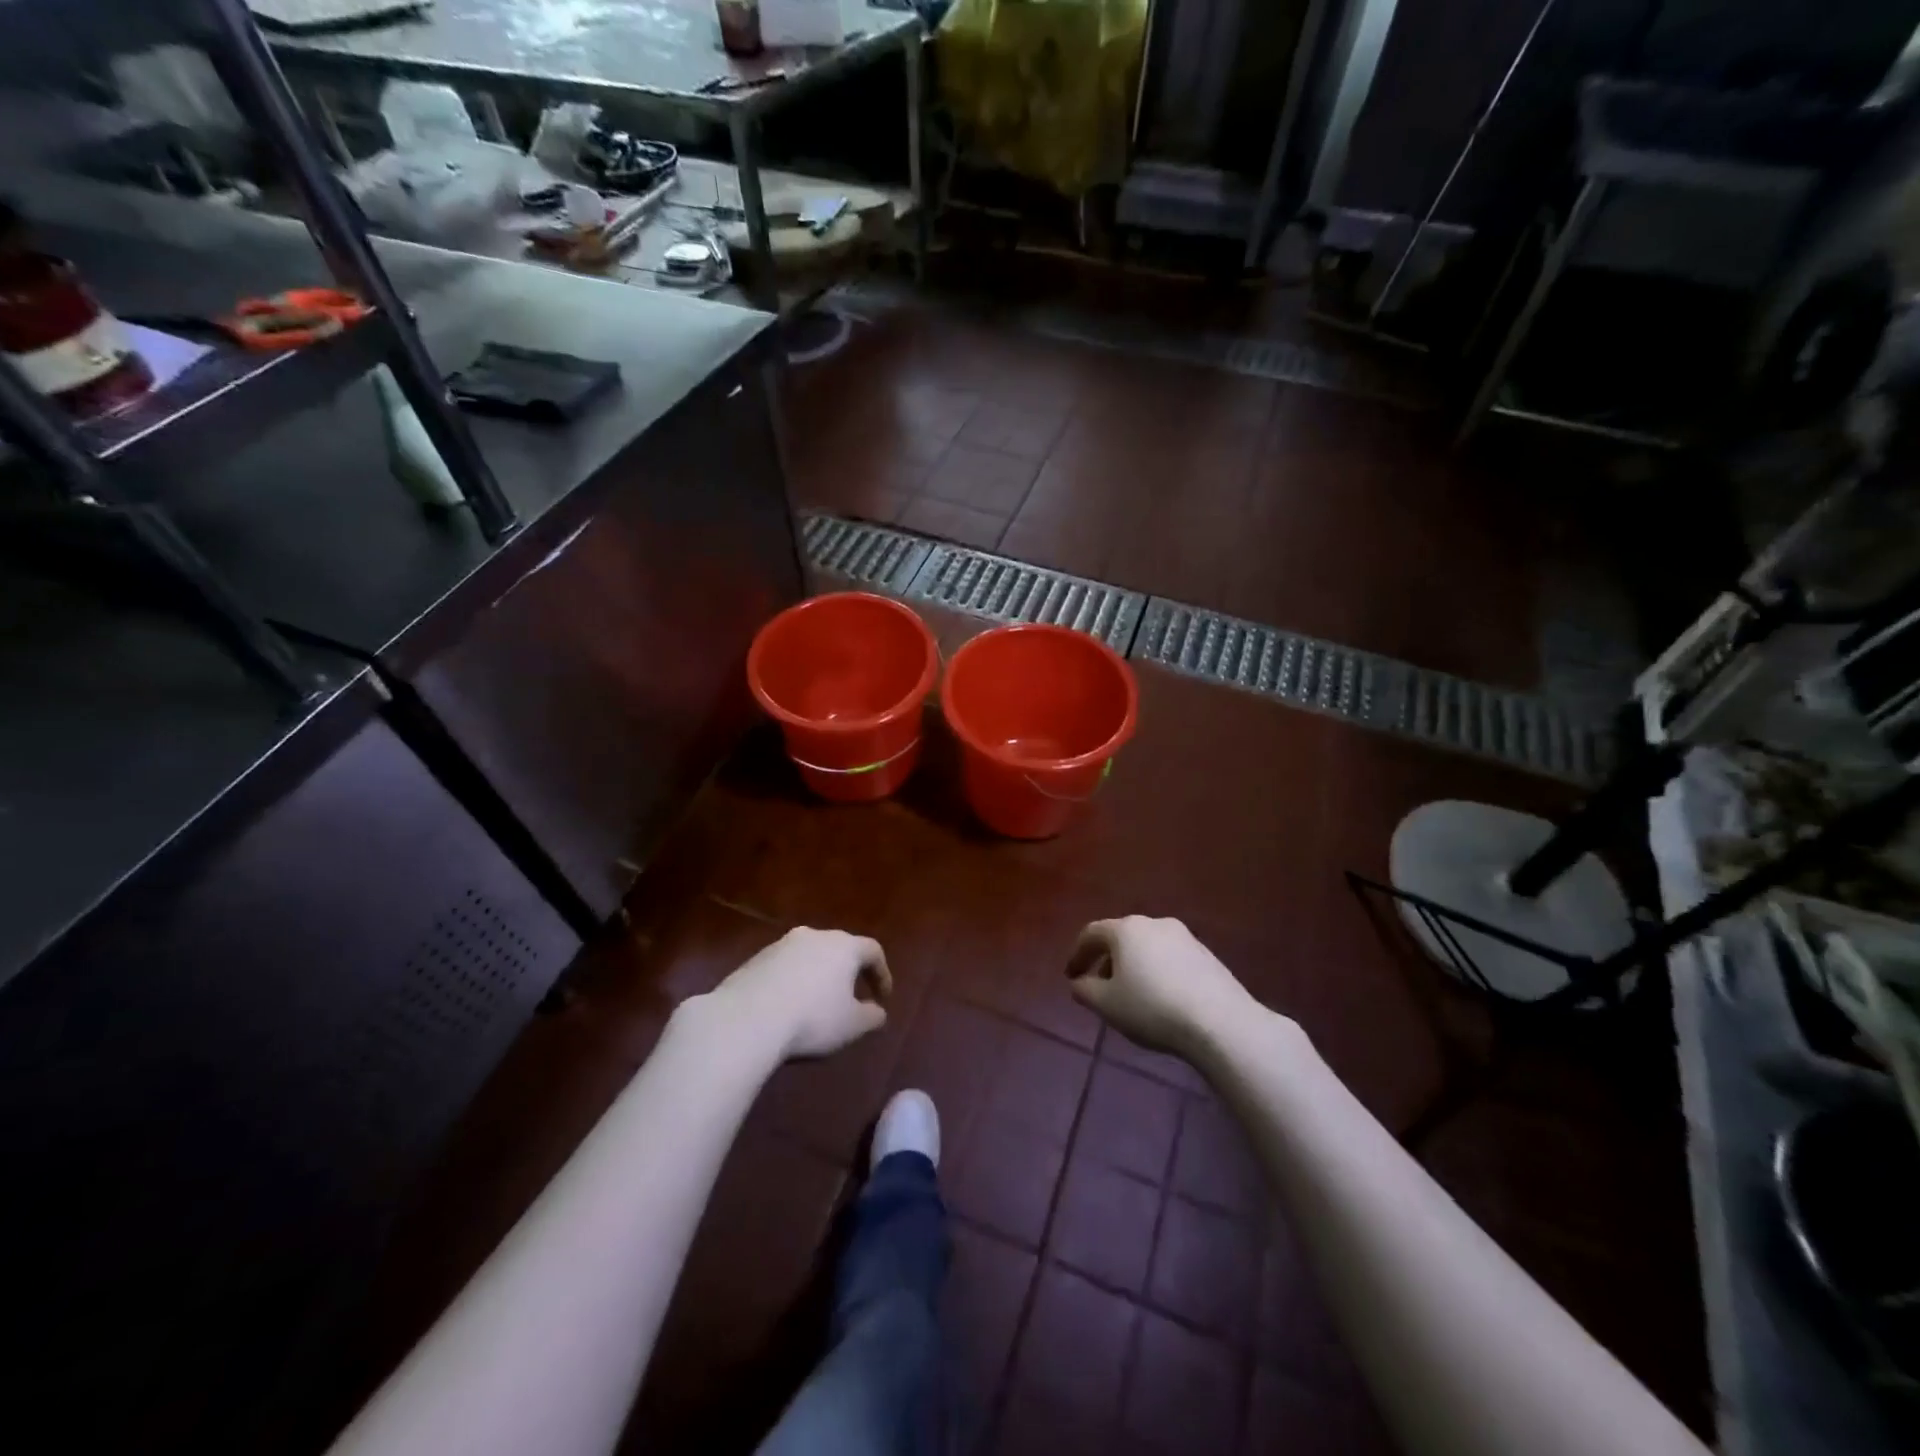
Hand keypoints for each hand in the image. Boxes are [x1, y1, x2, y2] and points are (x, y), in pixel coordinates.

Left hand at [707, 927, 890, 1059]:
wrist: (746, 1019)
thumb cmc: (812, 1019)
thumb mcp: (852, 1026)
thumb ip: (872, 1016)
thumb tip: (877, 1011)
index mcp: (844, 946)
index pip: (873, 951)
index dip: (882, 974)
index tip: (883, 998)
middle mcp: (814, 936)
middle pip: (840, 948)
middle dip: (849, 972)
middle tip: (852, 997)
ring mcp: (781, 945)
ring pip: (809, 956)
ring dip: (818, 976)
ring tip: (817, 1004)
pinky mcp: (754, 959)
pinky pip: (784, 968)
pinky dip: (793, 982)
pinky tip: (787, 1007)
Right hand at [1067, 916, 1253, 1060]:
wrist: (1220, 1022)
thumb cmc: (1152, 1008)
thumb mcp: (1107, 1005)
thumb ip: (1085, 990)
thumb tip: (1079, 983)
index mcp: (1126, 929)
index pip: (1092, 933)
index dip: (1077, 954)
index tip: (1070, 976)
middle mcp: (1154, 923)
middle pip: (1121, 937)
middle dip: (1106, 960)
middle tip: (1099, 986)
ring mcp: (1184, 937)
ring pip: (1147, 947)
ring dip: (1133, 965)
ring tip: (1131, 994)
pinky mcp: (1206, 954)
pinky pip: (1170, 957)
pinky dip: (1157, 970)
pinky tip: (1161, 997)